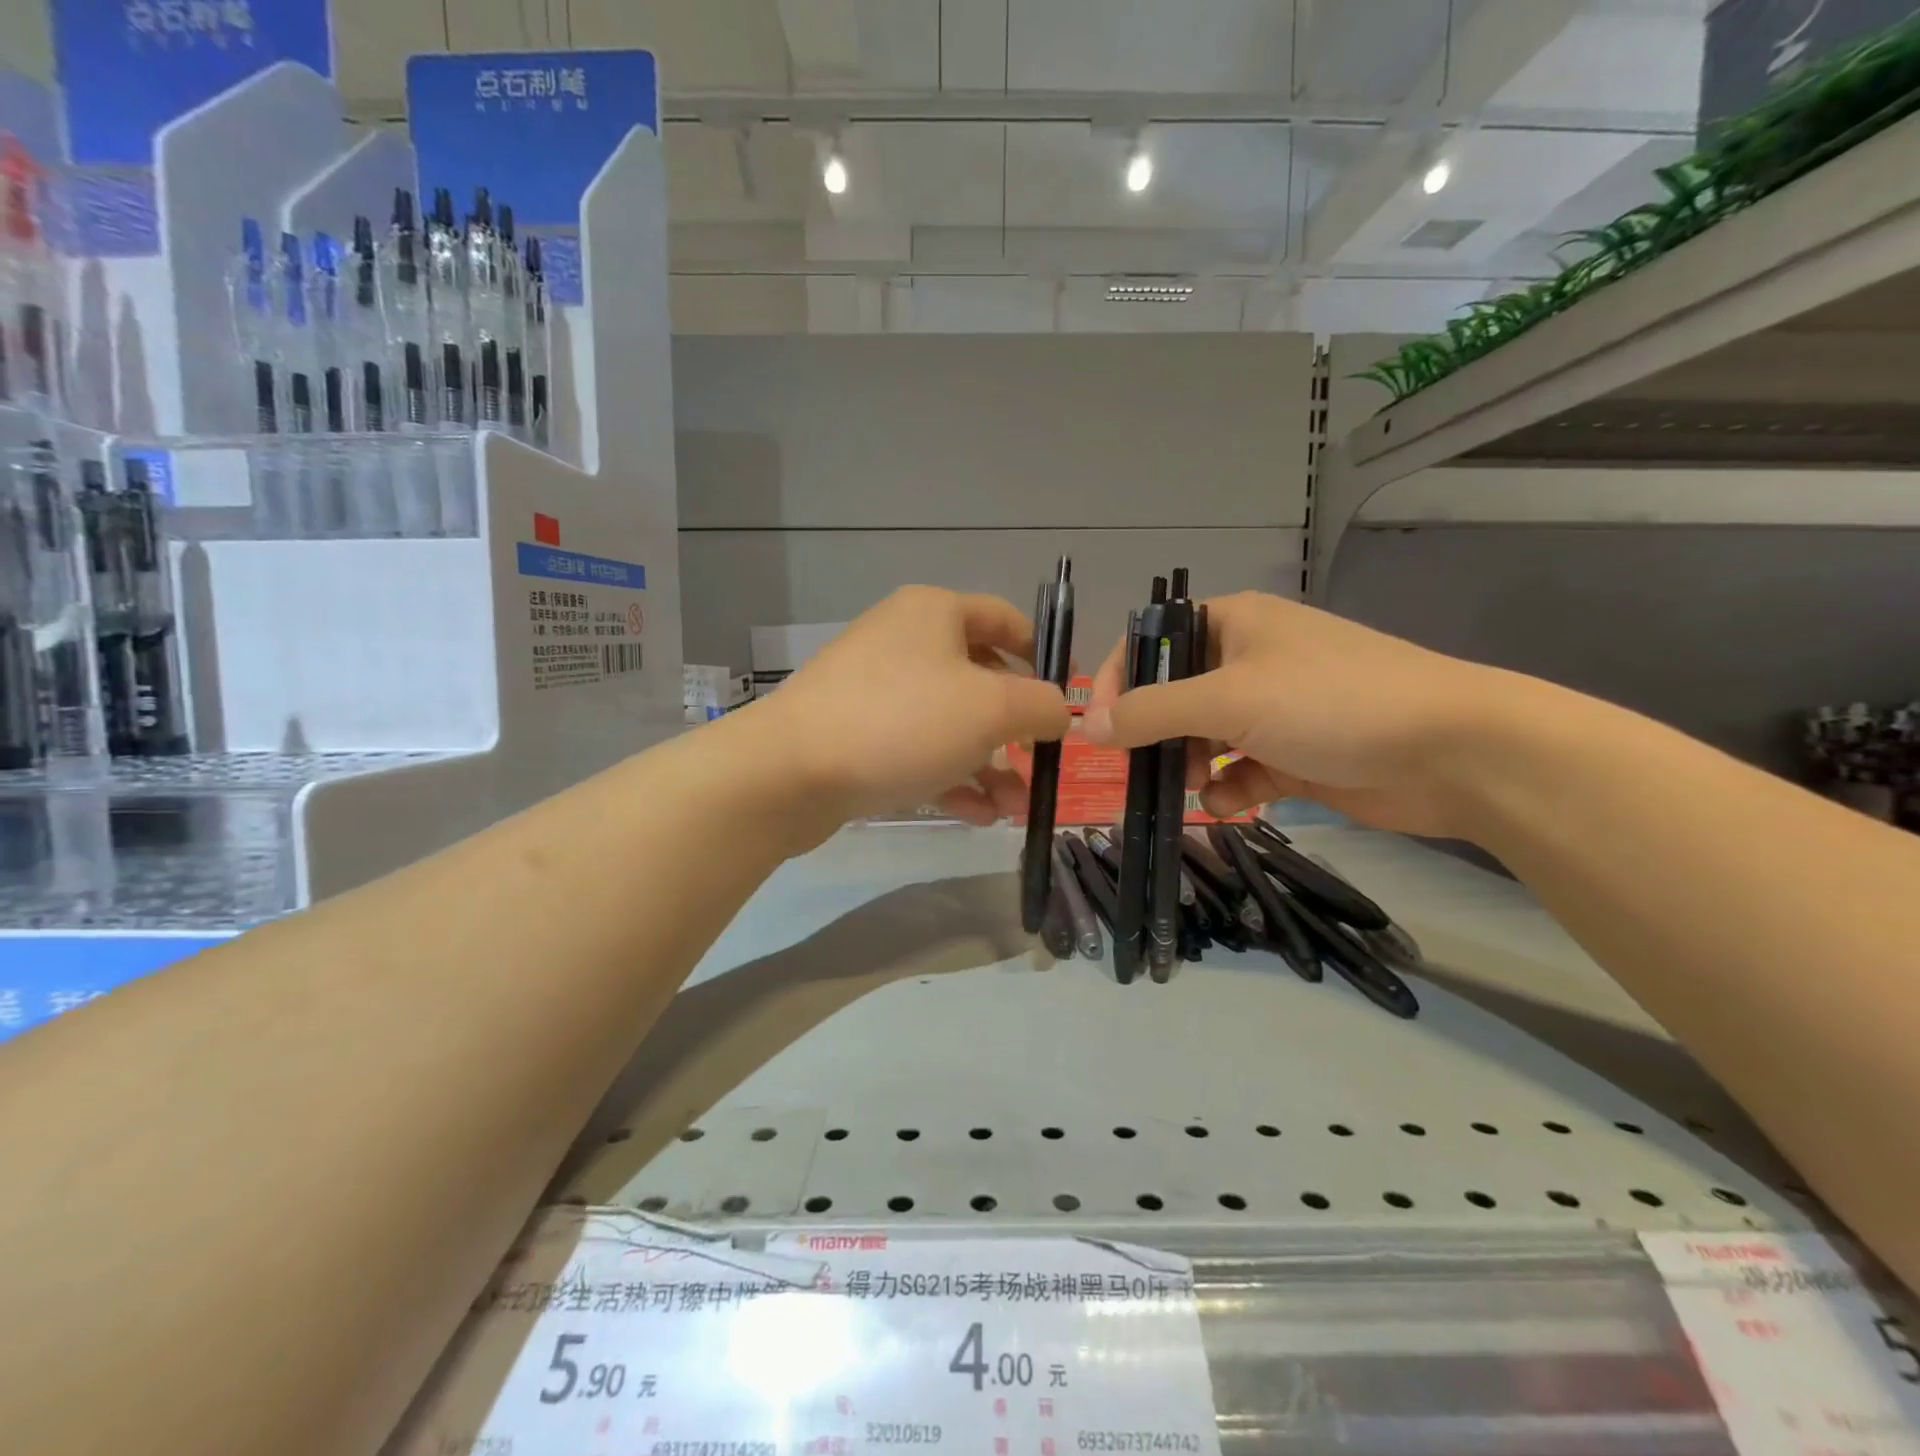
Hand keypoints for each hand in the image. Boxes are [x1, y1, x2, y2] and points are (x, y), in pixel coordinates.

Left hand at [754, 586, 1072, 830]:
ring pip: (949, 724)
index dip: (1042, 655)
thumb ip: (1041, 706)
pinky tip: (978, 817)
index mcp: (934, 614)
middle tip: (1039, 766)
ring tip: (1014, 809)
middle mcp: (904, 642)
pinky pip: (917, 750)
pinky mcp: (856, 735)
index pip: (1004, 620)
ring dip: (988, 766)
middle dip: (1015, 730)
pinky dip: (950, 778)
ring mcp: (876, 690)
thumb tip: (1059, 711)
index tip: (1066, 696)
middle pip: (979, 679)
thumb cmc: (902, 721)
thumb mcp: (992, 709)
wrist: (790, 771)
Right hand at [1083, 592, 1503, 836]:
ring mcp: (1274, 710)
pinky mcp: (1295, 754)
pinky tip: (1230, 804)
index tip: (1098, 726)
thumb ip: (1150, 712)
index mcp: (1233, 624)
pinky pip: (1240, 770)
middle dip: (1156, 733)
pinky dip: (1228, 789)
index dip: (1118, 678)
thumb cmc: (1330, 703)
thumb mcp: (1228, 699)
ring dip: (1190, 764)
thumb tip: (1086, 727)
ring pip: (1203, 737)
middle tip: (1145, 765)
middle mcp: (1249, 660)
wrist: (1451, 751)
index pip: (1153, 640)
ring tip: (1196, 784)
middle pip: (1175, 694)